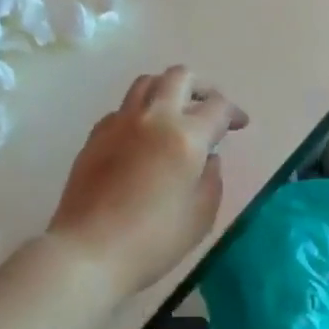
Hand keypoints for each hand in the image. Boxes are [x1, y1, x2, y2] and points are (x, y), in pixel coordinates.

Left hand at [48, 67, 248, 295]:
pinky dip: (139, 113)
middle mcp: (153, 118)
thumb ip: (212, 178)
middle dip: (201, 87)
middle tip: (209, 109)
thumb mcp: (202, 215)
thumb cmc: (154, 240)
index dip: (234, 113)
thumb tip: (208, 157)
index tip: (239, 125)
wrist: (89, 251)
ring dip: (167, 90)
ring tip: (175, 114)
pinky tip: (142, 138)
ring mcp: (119, 123)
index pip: (217, 107)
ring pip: (146, 83)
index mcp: (186, 136)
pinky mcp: (95, 136)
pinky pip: (122, 109)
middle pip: (179, 77)